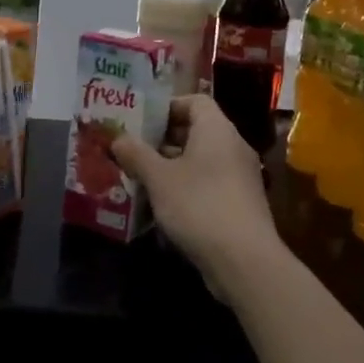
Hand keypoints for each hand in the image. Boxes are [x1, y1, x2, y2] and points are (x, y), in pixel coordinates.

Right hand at [111, 96, 286, 286]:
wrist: (245, 261)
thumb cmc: (199, 206)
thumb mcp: (159, 178)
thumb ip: (136, 154)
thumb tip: (118, 138)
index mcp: (217, 129)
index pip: (194, 101)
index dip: (167, 107)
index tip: (140, 122)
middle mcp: (233, 146)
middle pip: (196, 131)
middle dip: (163, 140)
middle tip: (132, 151)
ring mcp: (240, 177)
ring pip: (201, 161)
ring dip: (172, 167)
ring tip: (140, 179)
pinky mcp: (240, 204)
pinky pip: (209, 184)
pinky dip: (186, 189)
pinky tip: (162, 207)